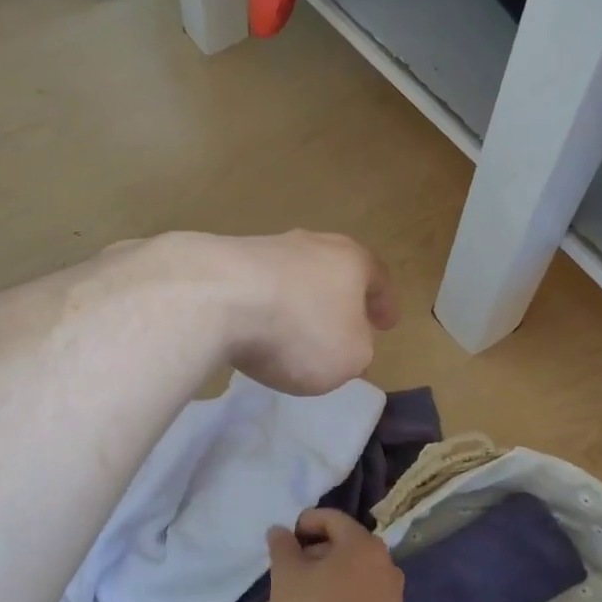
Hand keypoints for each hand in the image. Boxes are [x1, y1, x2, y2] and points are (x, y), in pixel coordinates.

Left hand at [197, 231, 398, 394]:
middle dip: (339, 298)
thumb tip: (347, 343)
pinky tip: (253, 330)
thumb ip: (358, 350)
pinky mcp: (224, 261)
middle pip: (333, 269)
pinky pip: (256, 287)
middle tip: (342, 323)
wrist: (215, 298)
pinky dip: (262, 307)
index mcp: (350, 259)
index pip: (377, 277)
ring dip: (298, 301)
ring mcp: (264, 248)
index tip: (386, 324)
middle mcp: (310, 244)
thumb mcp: (349, 357)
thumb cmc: (299, 329)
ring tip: (292, 332)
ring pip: (292, 276)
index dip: (384, 303)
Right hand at [262, 509, 404, 601]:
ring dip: (305, 595)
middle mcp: (382, 566)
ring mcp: (386, 599)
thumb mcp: (286, 577)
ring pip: (337, 586)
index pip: (331, 518)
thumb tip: (281, 531)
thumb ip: (282, 547)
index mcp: (363, 545)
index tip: (280, 543)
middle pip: (335, 553)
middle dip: (299, 567)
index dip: (302, 524)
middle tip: (272, 585)